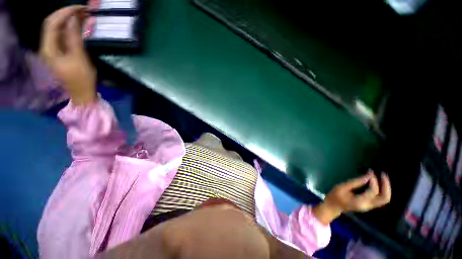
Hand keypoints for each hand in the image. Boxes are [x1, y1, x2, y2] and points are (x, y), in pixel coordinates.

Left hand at [40, 6, 96, 104]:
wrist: (82, 93)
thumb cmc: (81, 79)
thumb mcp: (79, 58)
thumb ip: (74, 38)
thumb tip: (74, 19)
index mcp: (48, 49)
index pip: (52, 23)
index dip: (64, 13)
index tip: (80, 8)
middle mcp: (47, 47)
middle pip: (53, 24)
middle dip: (67, 14)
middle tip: (83, 10)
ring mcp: (53, 49)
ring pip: (59, 29)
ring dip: (70, 20)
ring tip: (84, 15)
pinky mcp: (61, 52)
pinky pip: (64, 36)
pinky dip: (72, 29)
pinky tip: (80, 26)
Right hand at [313, 170, 390, 224]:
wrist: (334, 206)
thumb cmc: (335, 195)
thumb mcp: (342, 187)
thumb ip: (354, 182)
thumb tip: (368, 176)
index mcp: (360, 202)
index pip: (373, 192)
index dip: (373, 181)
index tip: (369, 172)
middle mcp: (368, 205)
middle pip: (384, 198)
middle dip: (386, 185)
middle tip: (382, 174)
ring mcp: (370, 206)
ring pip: (385, 199)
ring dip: (386, 188)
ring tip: (382, 177)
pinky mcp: (370, 204)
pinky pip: (381, 198)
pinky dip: (382, 190)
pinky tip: (378, 182)